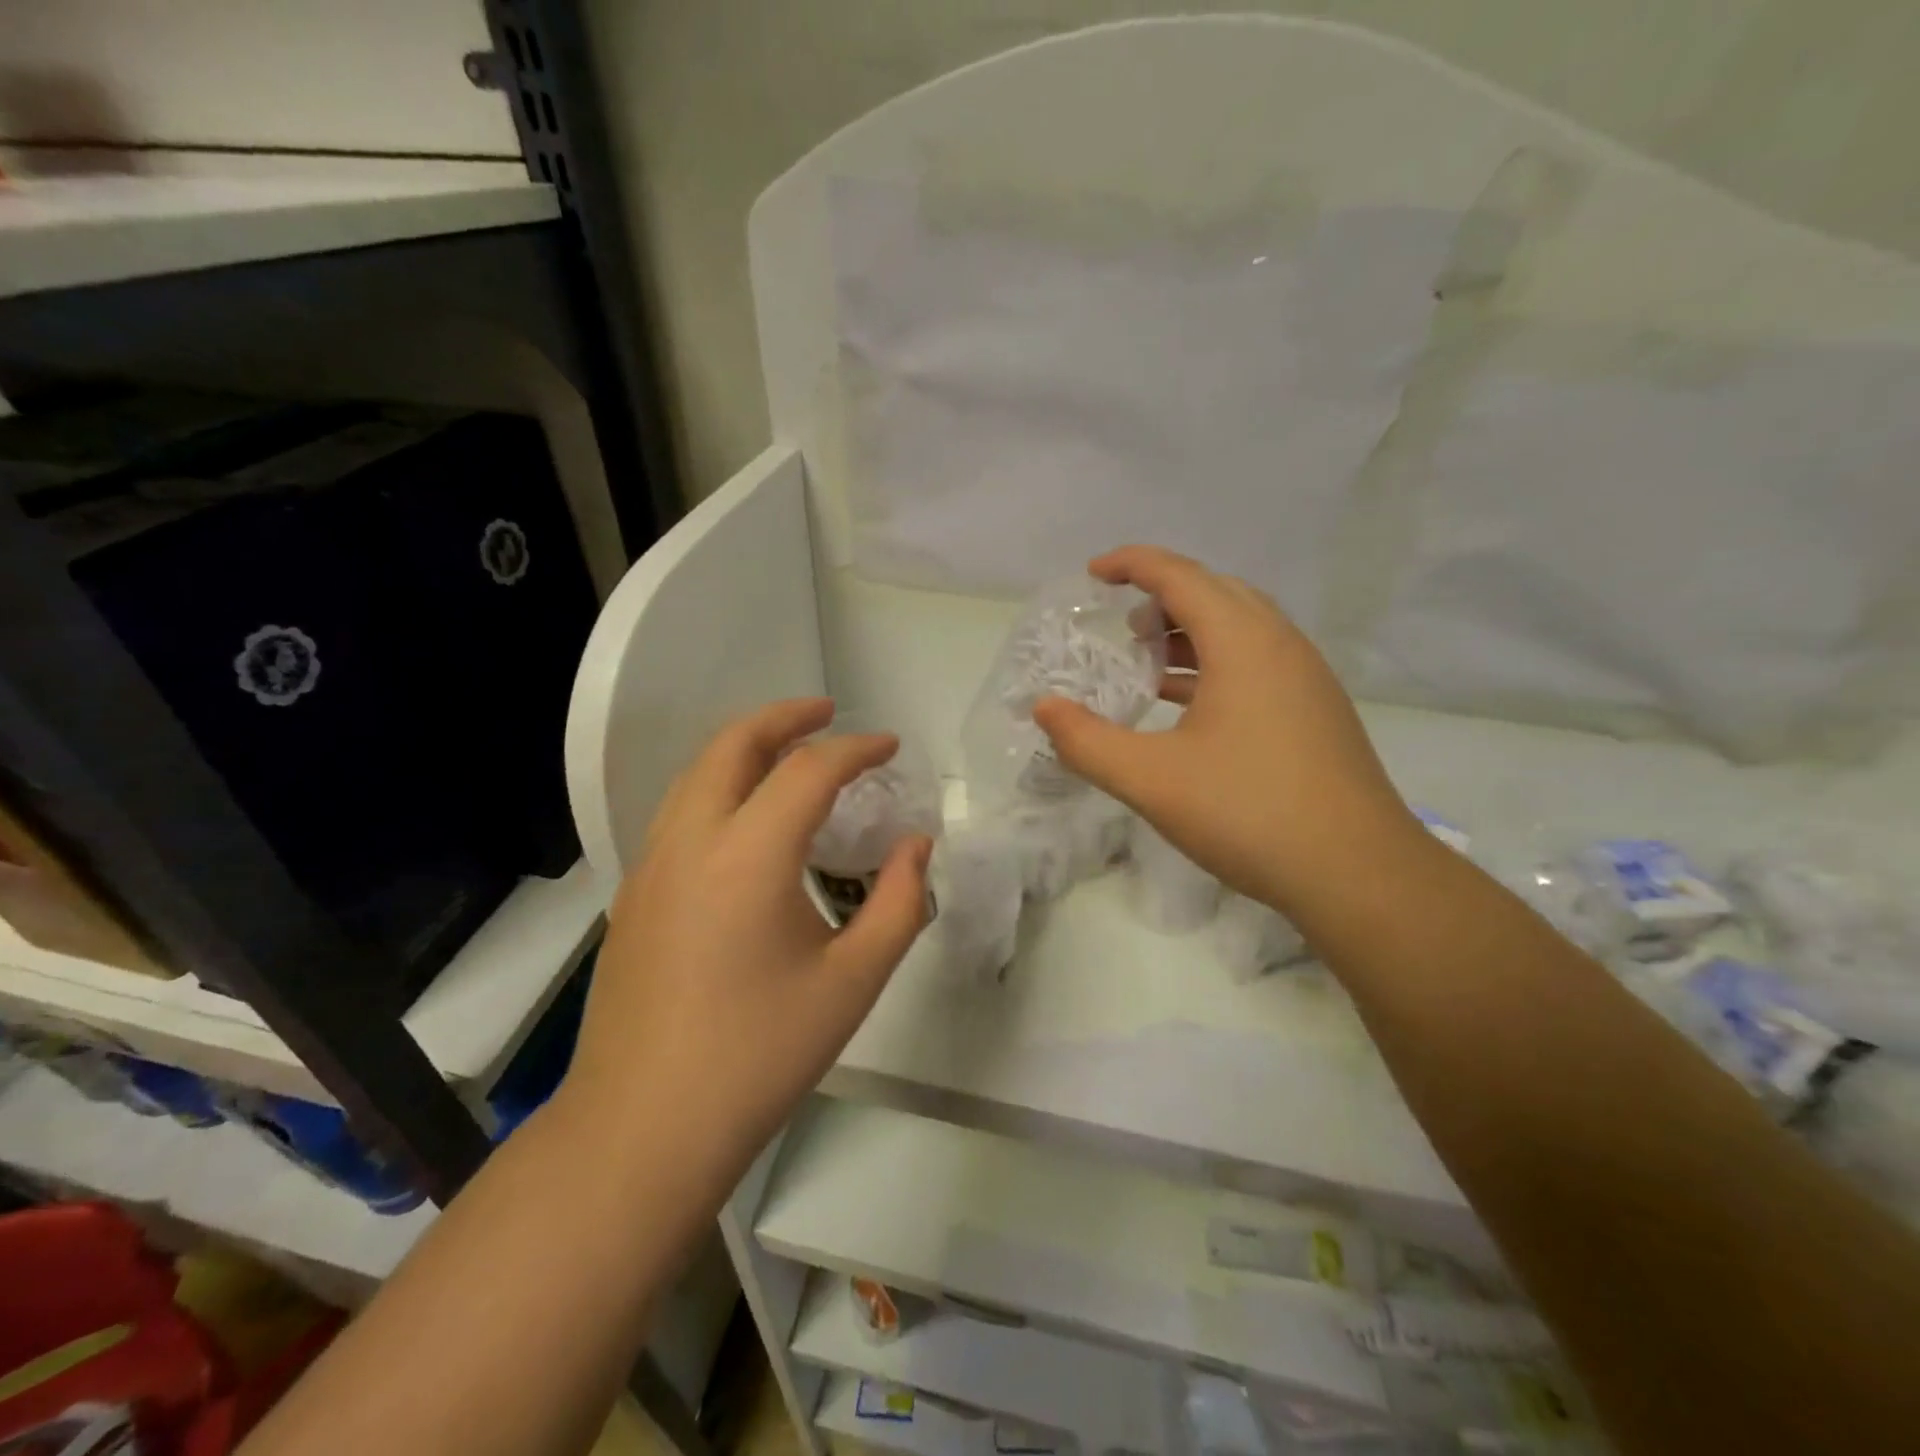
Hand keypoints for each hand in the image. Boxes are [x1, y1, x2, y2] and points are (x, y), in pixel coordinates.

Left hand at [563, 699, 933, 1181]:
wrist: (643, 1129)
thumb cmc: (760, 1055)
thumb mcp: (854, 981)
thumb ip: (900, 903)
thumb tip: (916, 846)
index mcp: (748, 856)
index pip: (809, 770)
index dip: (857, 749)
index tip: (891, 748)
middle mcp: (690, 842)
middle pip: (733, 745)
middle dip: (785, 717)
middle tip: (830, 714)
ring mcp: (651, 866)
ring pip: (697, 773)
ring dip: (746, 748)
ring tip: (791, 755)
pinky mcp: (634, 895)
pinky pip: (680, 811)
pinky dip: (721, 786)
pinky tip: (749, 822)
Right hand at [1033, 547, 1420, 912]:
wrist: (1358, 873)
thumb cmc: (1249, 813)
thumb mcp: (1151, 780)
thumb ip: (1087, 741)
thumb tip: (1044, 707)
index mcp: (1243, 642)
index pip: (1180, 575)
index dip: (1132, 564)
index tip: (1092, 573)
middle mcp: (1280, 644)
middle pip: (1215, 591)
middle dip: (1162, 595)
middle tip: (1121, 626)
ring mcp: (1306, 677)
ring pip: (1241, 626)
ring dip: (1191, 630)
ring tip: (1148, 660)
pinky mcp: (1316, 710)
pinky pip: (1257, 660)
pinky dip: (1215, 662)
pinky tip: (1190, 704)